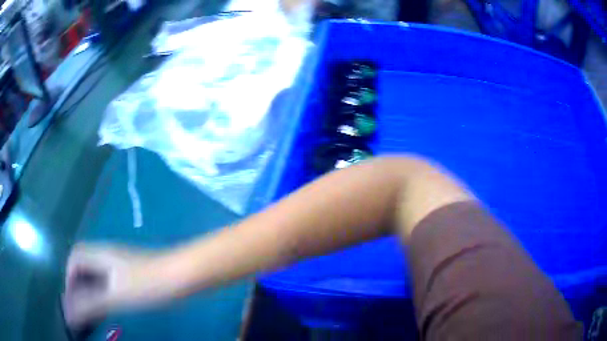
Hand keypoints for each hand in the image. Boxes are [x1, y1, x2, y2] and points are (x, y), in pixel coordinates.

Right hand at [62, 244, 156, 328]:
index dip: (69, 278)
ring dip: (90, 288)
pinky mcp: (131, 271)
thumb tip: (69, 311)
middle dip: (77, 284)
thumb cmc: (147, 285)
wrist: (182, 275)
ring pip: (96, 272)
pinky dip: (102, 290)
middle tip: (80, 306)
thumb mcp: (115, 296)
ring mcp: (120, 261)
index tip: (72, 300)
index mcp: (100, 254)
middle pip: (83, 264)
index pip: (75, 258)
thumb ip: (90, 303)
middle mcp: (107, 253)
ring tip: (91, 309)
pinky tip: (108, 304)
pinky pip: (109, 278)